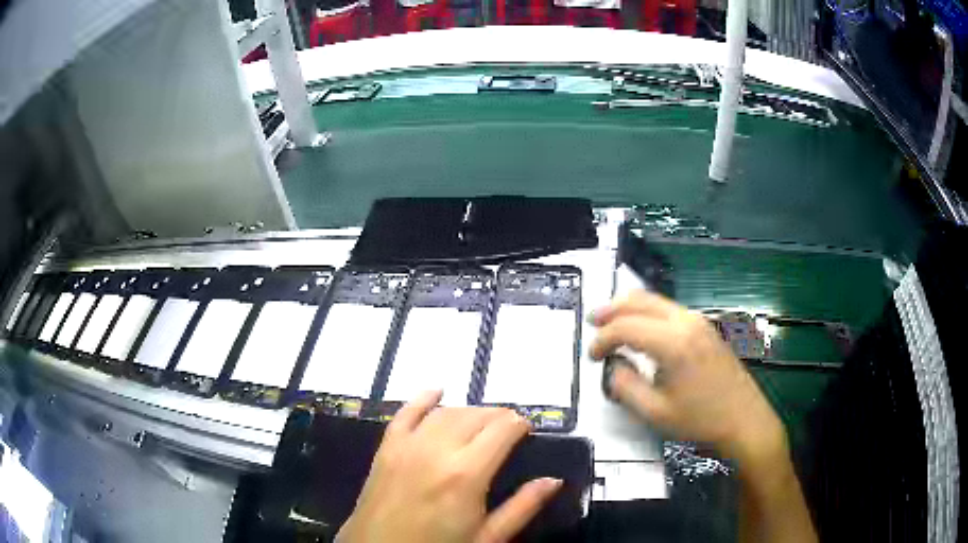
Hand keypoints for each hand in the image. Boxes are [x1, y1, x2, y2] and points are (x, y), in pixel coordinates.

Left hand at [337, 391, 561, 542]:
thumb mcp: (487, 537)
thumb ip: (522, 507)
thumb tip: (553, 480)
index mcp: (467, 474)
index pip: (501, 430)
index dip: (519, 424)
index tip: (528, 429)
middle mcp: (437, 450)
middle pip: (475, 416)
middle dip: (497, 415)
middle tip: (509, 426)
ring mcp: (407, 446)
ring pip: (445, 412)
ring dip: (468, 410)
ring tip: (482, 420)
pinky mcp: (386, 448)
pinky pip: (405, 414)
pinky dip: (422, 399)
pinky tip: (436, 391)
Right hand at [588, 290, 786, 466]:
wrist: (744, 419)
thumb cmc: (700, 420)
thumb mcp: (655, 413)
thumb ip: (625, 387)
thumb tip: (612, 366)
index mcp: (673, 343)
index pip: (626, 327)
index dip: (603, 339)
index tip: (591, 356)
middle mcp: (685, 322)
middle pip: (641, 301)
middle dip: (612, 309)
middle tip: (592, 321)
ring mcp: (698, 322)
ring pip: (656, 301)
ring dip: (630, 307)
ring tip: (610, 321)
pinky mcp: (705, 328)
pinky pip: (669, 310)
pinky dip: (648, 312)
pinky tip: (641, 327)